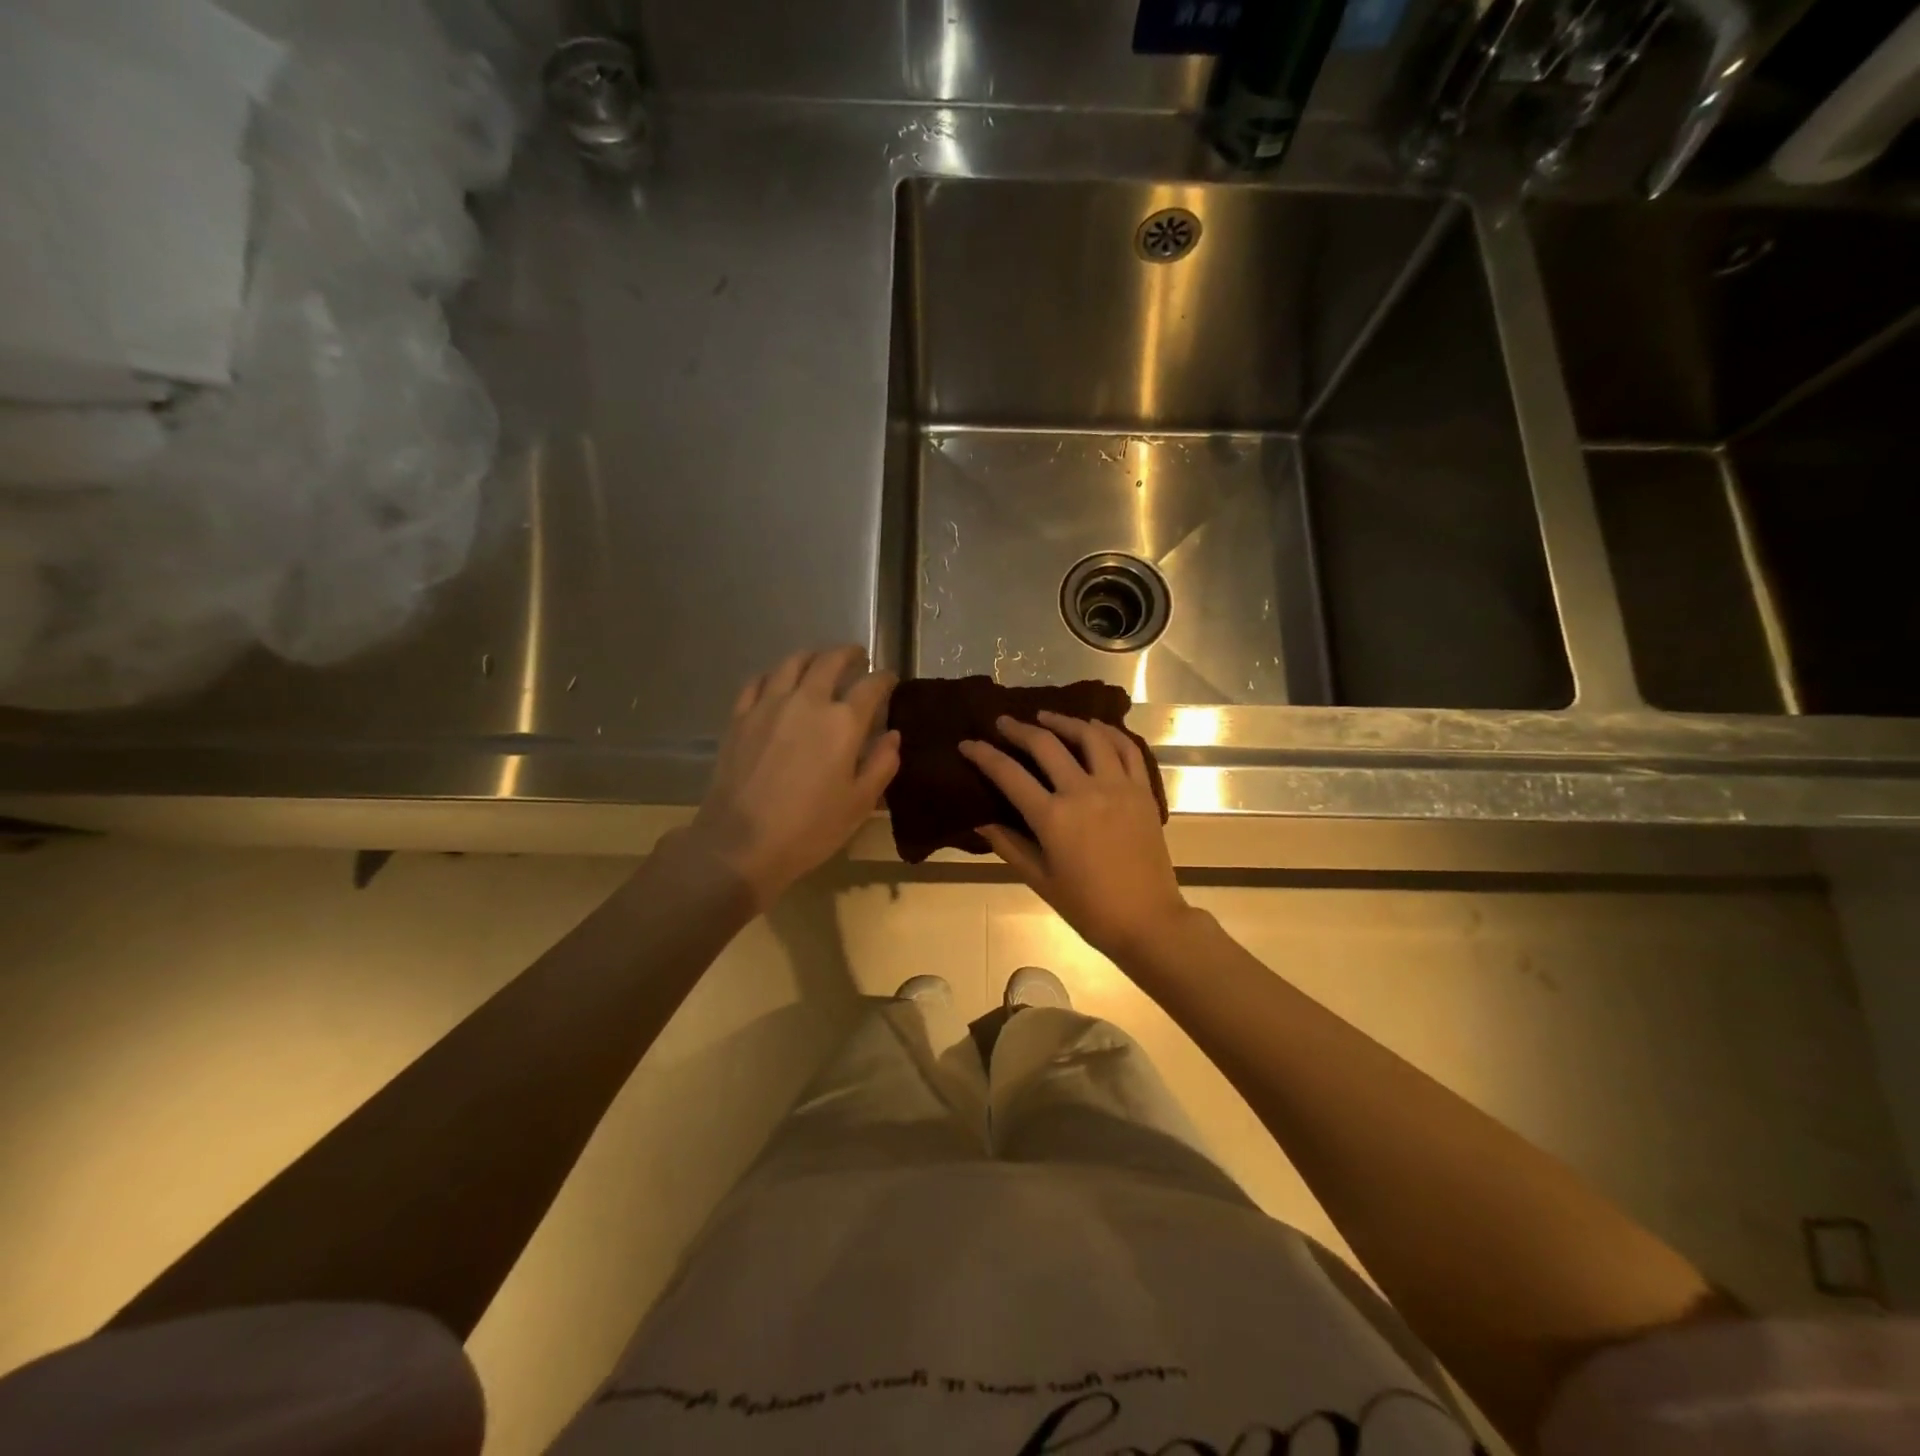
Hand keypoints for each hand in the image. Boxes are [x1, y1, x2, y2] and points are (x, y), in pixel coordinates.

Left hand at [684, 646, 899, 909]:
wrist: (740, 844)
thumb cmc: (809, 829)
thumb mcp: (859, 804)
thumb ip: (881, 764)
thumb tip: (892, 736)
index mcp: (843, 722)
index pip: (872, 685)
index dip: (885, 678)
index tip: (890, 679)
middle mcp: (808, 701)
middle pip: (830, 661)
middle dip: (849, 654)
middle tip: (858, 657)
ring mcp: (769, 705)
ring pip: (792, 663)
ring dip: (812, 656)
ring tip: (820, 662)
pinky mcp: (740, 716)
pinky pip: (758, 681)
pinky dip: (775, 675)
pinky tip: (778, 682)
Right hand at [959, 712, 1191, 961]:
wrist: (1147, 920)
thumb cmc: (1088, 907)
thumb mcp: (1039, 879)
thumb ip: (1008, 844)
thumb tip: (980, 818)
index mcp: (1053, 818)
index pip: (1009, 774)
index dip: (984, 755)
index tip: (967, 744)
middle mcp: (1084, 792)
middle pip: (1046, 745)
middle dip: (1019, 729)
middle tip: (1003, 722)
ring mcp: (1118, 787)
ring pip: (1089, 737)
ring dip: (1063, 721)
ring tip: (1046, 717)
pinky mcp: (1142, 791)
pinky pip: (1127, 749)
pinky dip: (1108, 732)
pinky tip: (1094, 727)